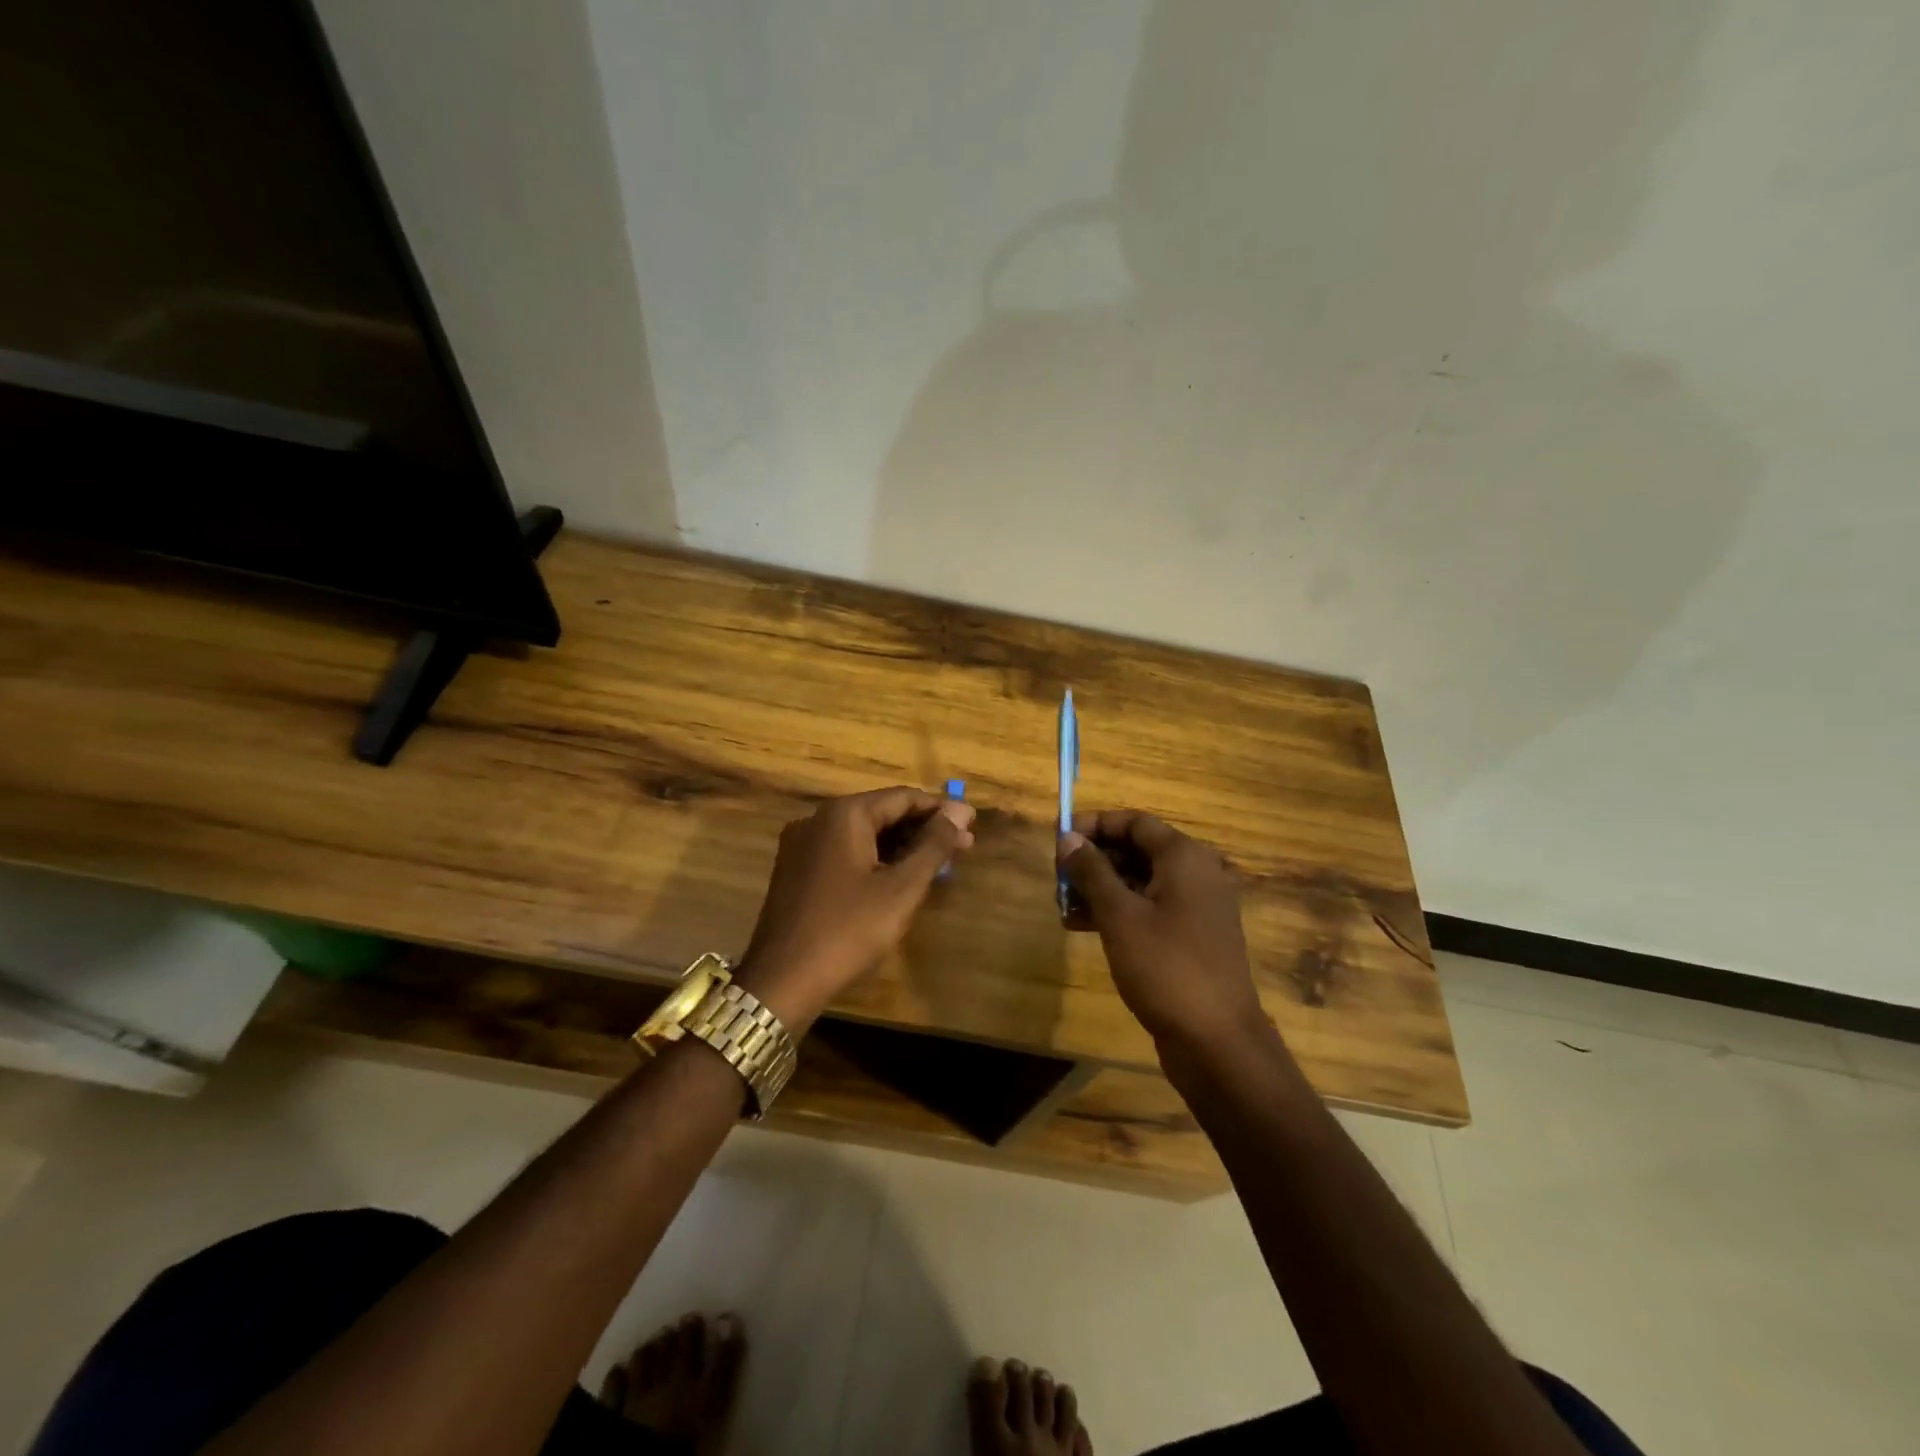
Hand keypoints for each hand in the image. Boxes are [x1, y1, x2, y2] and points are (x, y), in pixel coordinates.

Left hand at [735, 787, 975, 1031]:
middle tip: (964, 845)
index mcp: (843, 815)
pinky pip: (846, 852)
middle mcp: (818, 819)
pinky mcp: (797, 870)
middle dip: (924, 828)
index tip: (972, 822)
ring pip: (864, 834)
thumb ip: (932, 846)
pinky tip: (900, 876)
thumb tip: (959, 812)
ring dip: (902, 845)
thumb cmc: (848, 930)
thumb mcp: (900, 889)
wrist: (782, 981)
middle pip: (882, 813)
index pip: (902, 797)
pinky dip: (876, 859)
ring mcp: (803, 845)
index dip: (941, 809)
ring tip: (939, 862)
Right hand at [1058, 810, 1267, 1049]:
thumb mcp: (1119, 915)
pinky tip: (1082, 927)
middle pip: (1137, 850)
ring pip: (1141, 881)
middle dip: (1094, 860)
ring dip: (1101, 888)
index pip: (1134, 822)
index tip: (1059, 839)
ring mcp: (1197, 907)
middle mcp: (1196, 873)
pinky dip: (1119, 912)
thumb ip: (1091, 871)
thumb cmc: (1166, 967)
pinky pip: (1150, 909)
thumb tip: (1068, 837)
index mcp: (1184, 857)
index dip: (1094, 825)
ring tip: (1063, 907)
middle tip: (1058, 878)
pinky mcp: (1192, 937)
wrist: (1217, 1041)